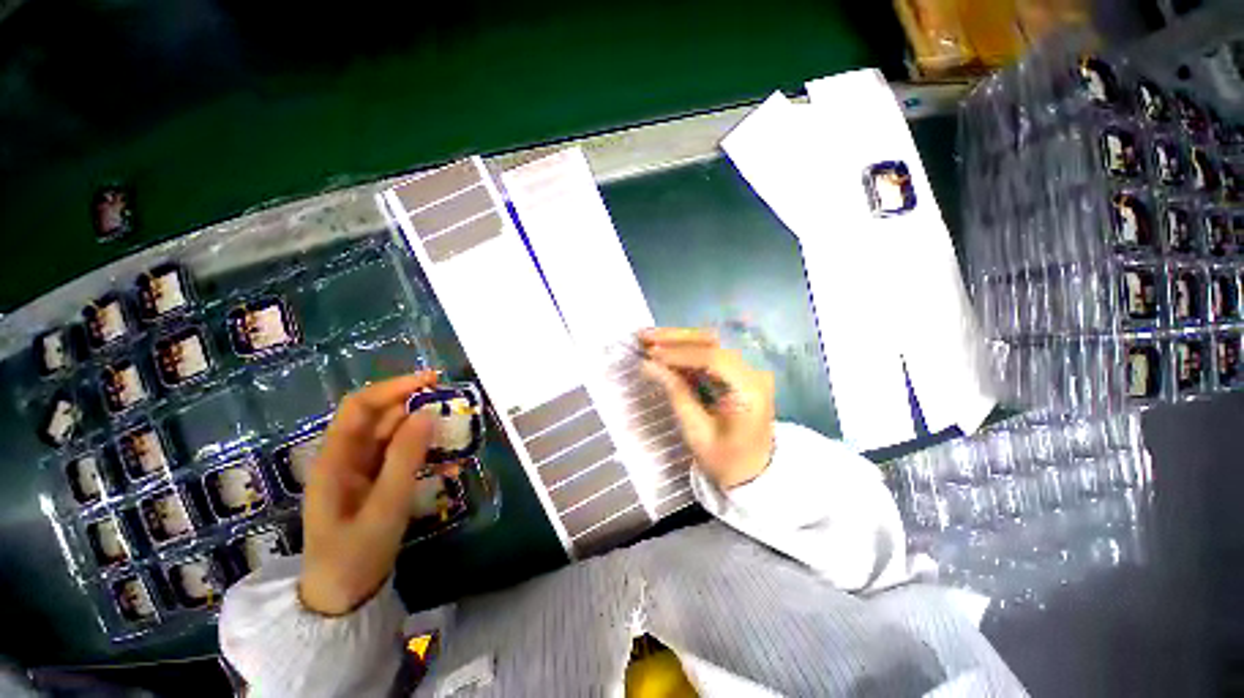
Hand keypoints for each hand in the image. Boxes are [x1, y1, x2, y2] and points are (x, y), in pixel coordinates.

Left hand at [299, 371, 438, 615]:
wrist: (342, 598)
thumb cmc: (355, 555)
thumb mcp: (384, 508)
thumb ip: (405, 460)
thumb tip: (427, 413)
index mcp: (335, 459)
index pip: (360, 407)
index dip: (393, 388)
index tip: (431, 380)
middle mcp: (345, 457)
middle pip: (378, 416)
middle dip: (413, 402)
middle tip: (452, 401)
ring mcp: (360, 470)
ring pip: (392, 433)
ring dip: (421, 424)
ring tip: (454, 423)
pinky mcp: (375, 481)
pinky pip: (399, 453)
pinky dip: (421, 446)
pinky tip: (443, 453)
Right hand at [640, 328, 775, 489]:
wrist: (753, 472)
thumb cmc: (726, 460)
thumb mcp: (696, 432)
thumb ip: (675, 393)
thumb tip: (648, 364)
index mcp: (749, 392)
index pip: (714, 359)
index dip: (680, 353)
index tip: (650, 353)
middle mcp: (753, 373)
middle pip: (714, 343)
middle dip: (676, 338)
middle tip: (644, 336)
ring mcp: (747, 370)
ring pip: (710, 343)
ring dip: (678, 340)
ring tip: (648, 338)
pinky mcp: (738, 372)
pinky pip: (710, 354)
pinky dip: (685, 351)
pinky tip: (664, 349)